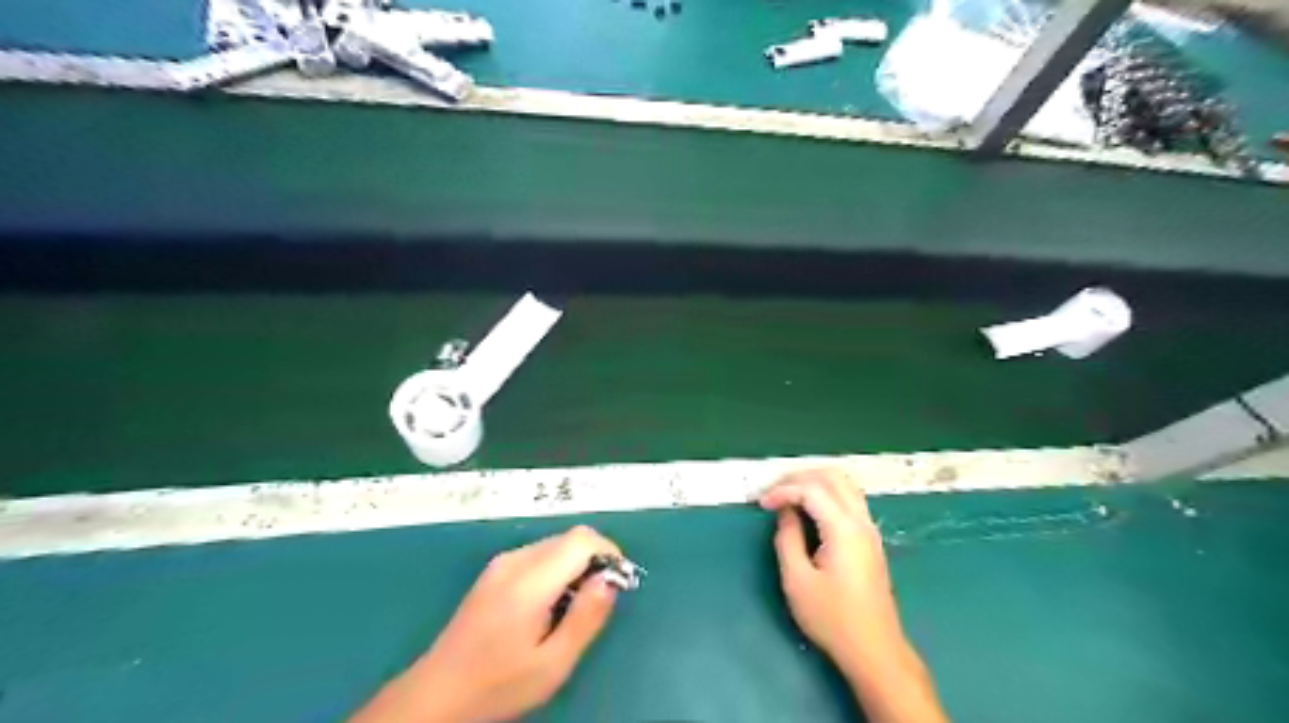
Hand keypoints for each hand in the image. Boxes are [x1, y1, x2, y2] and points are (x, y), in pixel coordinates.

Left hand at [350, 526, 622, 721]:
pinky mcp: (494, 570)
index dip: (608, 552)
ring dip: (575, 565)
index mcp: (530, 581)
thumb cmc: (498, 685)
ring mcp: (501, 563)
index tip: (617, 584)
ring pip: (555, 545)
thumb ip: (586, 617)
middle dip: (593, 560)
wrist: (437, 694)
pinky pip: (538, 555)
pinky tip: (548, 606)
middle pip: (570, 539)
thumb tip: (611, 579)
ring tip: (572, 609)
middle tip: (597, 602)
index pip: (581, 539)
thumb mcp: (553, 664)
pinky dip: (556, 569)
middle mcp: (515, 560)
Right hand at [757, 465, 943, 720]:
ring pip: (844, 484)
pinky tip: (808, 508)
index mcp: (844, 528)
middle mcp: (861, 520)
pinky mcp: (870, 539)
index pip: (811, 489)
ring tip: (787, 494)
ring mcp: (869, 529)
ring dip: (813, 481)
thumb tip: (784, 512)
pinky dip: (825, 492)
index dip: (783, 490)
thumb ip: (787, 538)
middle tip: (772, 490)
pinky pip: (848, 498)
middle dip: (798, 477)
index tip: (761, 503)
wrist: (874, 649)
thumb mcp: (797, 580)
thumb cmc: (832, 618)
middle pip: (832, 476)